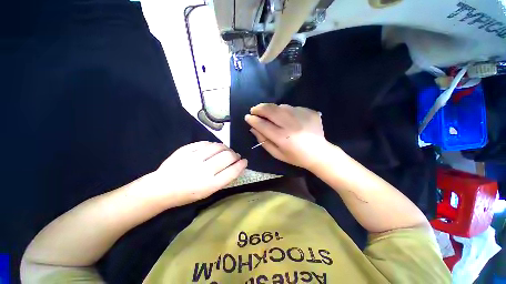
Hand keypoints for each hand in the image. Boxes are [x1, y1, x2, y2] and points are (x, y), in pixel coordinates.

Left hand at [150, 142, 247, 206]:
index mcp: (210, 185)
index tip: (245, 161)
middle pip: (227, 156)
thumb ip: (223, 179)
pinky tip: (213, 147)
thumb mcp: (207, 193)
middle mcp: (203, 170)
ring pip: (218, 147)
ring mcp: (194, 158)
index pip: (232, 171)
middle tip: (235, 156)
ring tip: (225, 150)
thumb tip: (235, 166)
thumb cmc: (187, 194)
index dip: (241, 165)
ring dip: (225, 147)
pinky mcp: (186, 150)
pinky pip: (205, 143)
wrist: (161, 188)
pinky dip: (213, 144)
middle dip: (235, 155)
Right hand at [245, 103, 328, 169]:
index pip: (263, 125)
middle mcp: (291, 125)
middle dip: (259, 108)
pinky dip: (284, 110)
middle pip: (271, 110)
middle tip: (254, 110)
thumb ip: (263, 141)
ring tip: (268, 113)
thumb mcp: (277, 153)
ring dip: (271, 108)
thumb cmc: (295, 157)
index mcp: (283, 138)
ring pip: (281, 106)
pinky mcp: (309, 112)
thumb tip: (253, 128)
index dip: (253, 120)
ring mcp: (302, 116)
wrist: (319, 153)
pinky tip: (285, 117)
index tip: (247, 117)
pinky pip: (292, 107)